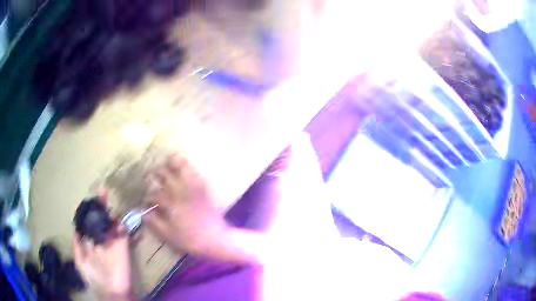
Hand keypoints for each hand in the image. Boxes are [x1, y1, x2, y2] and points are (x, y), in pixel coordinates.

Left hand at [73, 198, 132, 299]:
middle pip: (101, 220)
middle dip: (100, 207)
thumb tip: (76, 230)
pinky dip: (121, 226)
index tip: (87, 201)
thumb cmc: (94, 278)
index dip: (89, 213)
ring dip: (110, 213)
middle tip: (102, 191)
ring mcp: (112, 242)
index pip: (90, 224)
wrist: (112, 290)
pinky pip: (123, 233)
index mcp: (91, 243)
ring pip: (111, 223)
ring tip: (107, 198)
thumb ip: (77, 247)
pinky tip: (117, 222)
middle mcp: (101, 239)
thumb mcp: (81, 263)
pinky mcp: (122, 246)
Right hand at [144, 154, 227, 255]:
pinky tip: (183, 166)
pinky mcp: (203, 188)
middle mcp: (180, 191)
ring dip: (171, 163)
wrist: (215, 238)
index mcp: (170, 203)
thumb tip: (144, 213)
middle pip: (164, 175)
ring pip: (180, 167)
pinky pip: (194, 172)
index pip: (154, 195)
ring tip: (167, 163)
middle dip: (156, 174)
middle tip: (151, 175)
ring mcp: (193, 187)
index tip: (146, 201)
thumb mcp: (168, 235)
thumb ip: (154, 222)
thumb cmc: (190, 239)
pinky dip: (187, 166)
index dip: (148, 198)